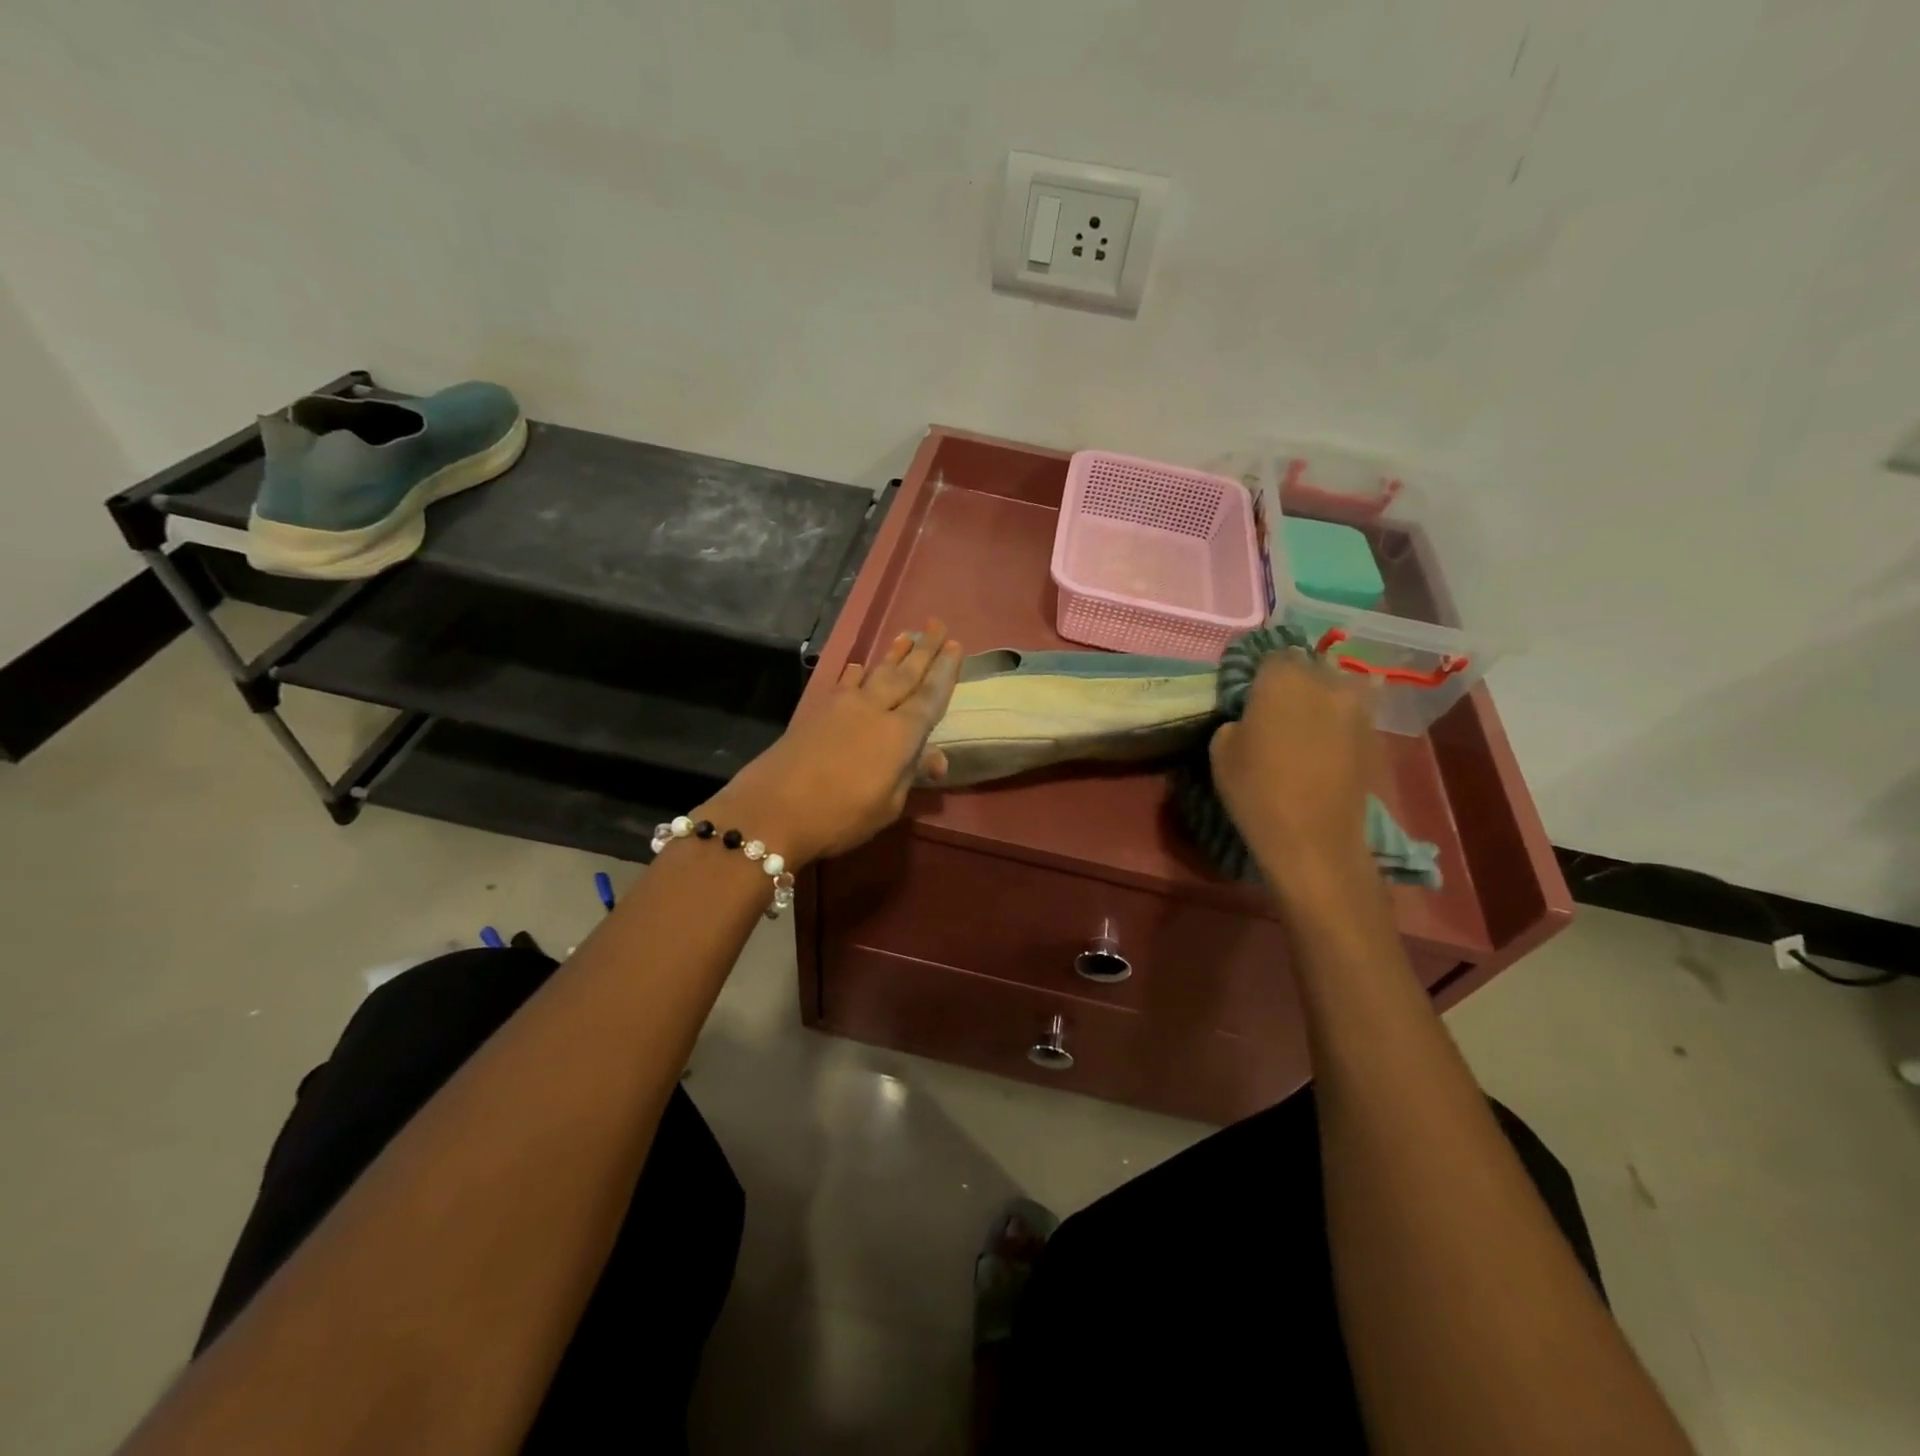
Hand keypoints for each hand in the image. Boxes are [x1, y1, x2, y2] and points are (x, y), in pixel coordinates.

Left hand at [702, 620, 961, 866]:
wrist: (771, 810)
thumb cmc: (839, 815)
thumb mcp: (887, 805)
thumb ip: (911, 775)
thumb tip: (935, 758)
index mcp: (900, 734)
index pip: (930, 696)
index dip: (944, 671)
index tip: (956, 645)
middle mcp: (874, 709)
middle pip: (904, 674)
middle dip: (924, 649)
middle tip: (937, 624)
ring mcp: (842, 706)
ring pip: (875, 673)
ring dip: (893, 654)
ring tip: (907, 635)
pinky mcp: (816, 711)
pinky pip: (844, 682)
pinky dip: (856, 673)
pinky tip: (858, 666)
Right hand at [1208, 650, 1380, 903]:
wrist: (1314, 839)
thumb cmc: (1256, 790)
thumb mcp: (1221, 750)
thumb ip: (1237, 719)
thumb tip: (1251, 716)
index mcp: (1284, 677)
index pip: (1270, 654)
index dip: (1258, 673)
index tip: (1247, 692)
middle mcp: (1325, 681)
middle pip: (1307, 667)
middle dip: (1291, 680)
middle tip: (1273, 707)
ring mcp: (1356, 707)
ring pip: (1335, 687)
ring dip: (1319, 698)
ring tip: (1302, 723)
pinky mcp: (1373, 734)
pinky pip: (1352, 713)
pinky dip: (1337, 721)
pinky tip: (1322, 743)